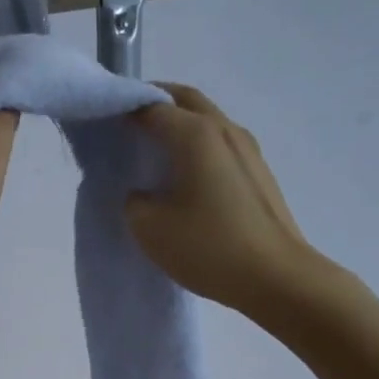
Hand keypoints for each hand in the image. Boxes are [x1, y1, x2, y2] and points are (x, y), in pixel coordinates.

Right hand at [126, 84, 334, 317]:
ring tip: (153, 150)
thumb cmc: (209, 247)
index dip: (124, 109)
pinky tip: (184, 175)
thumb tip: (142, 193)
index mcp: (195, 134)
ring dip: (180, 125)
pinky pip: (220, 146)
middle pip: (186, 101)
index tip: (102, 123)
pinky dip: (197, 147)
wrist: (276, 278)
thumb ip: (134, 202)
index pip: (152, 106)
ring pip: (207, 121)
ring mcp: (248, 150)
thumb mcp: (150, 228)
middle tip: (127, 121)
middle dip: (155, 103)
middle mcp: (225, 130)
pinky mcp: (258, 174)